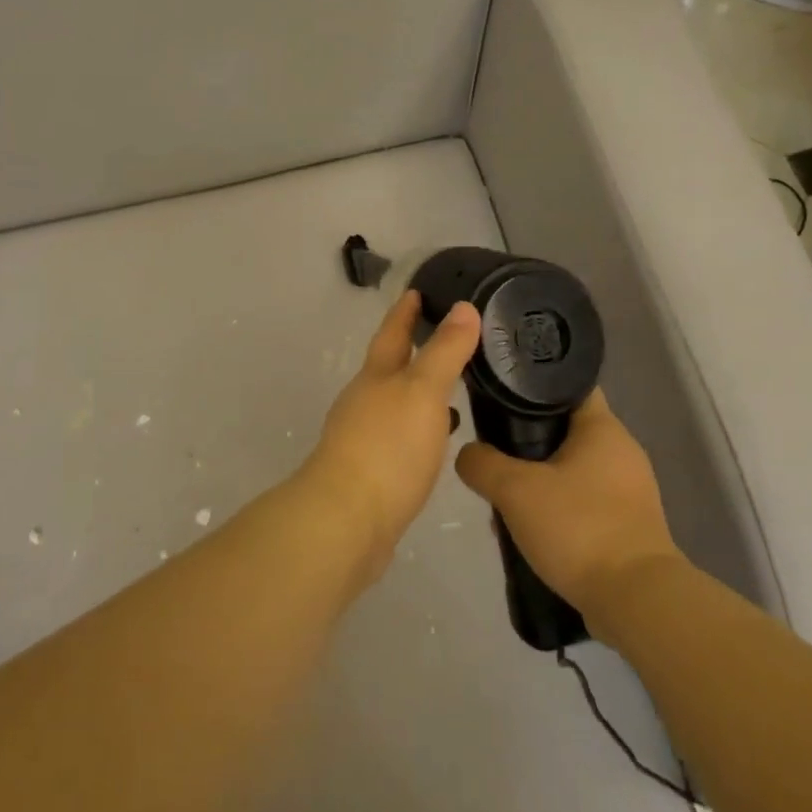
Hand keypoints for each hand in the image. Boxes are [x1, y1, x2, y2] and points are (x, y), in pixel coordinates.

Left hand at [298, 292, 481, 579]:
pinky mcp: (372, 471)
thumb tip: (464, 307)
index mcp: (376, 376)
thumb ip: (444, 351)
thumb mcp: (422, 391)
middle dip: (414, 349)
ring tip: (453, 387)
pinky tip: (439, 439)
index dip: (405, 310)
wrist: (347, 521)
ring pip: (397, 402)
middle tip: (448, 336)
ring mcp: (364, 437)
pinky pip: (401, 437)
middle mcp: (365, 400)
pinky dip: (421, 427)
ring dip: (420, 391)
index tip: (418, 290)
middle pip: (390, 366)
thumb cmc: (387, 447)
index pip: (392, 332)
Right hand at [454, 390, 683, 625]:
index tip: (501, 392)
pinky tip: (532, 530)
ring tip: (506, 498)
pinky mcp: (630, 526)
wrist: (637, 602)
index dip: (534, 383)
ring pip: (573, 470)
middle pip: (566, 429)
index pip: (568, 385)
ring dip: (540, 480)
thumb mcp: (515, 490)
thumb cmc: (579, 528)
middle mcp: (622, 452)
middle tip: (493, 451)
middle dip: (528, 440)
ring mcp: (630, 491)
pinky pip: (585, 503)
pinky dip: (559, 510)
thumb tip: (467, 454)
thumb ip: (482, 464)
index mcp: (604, 428)